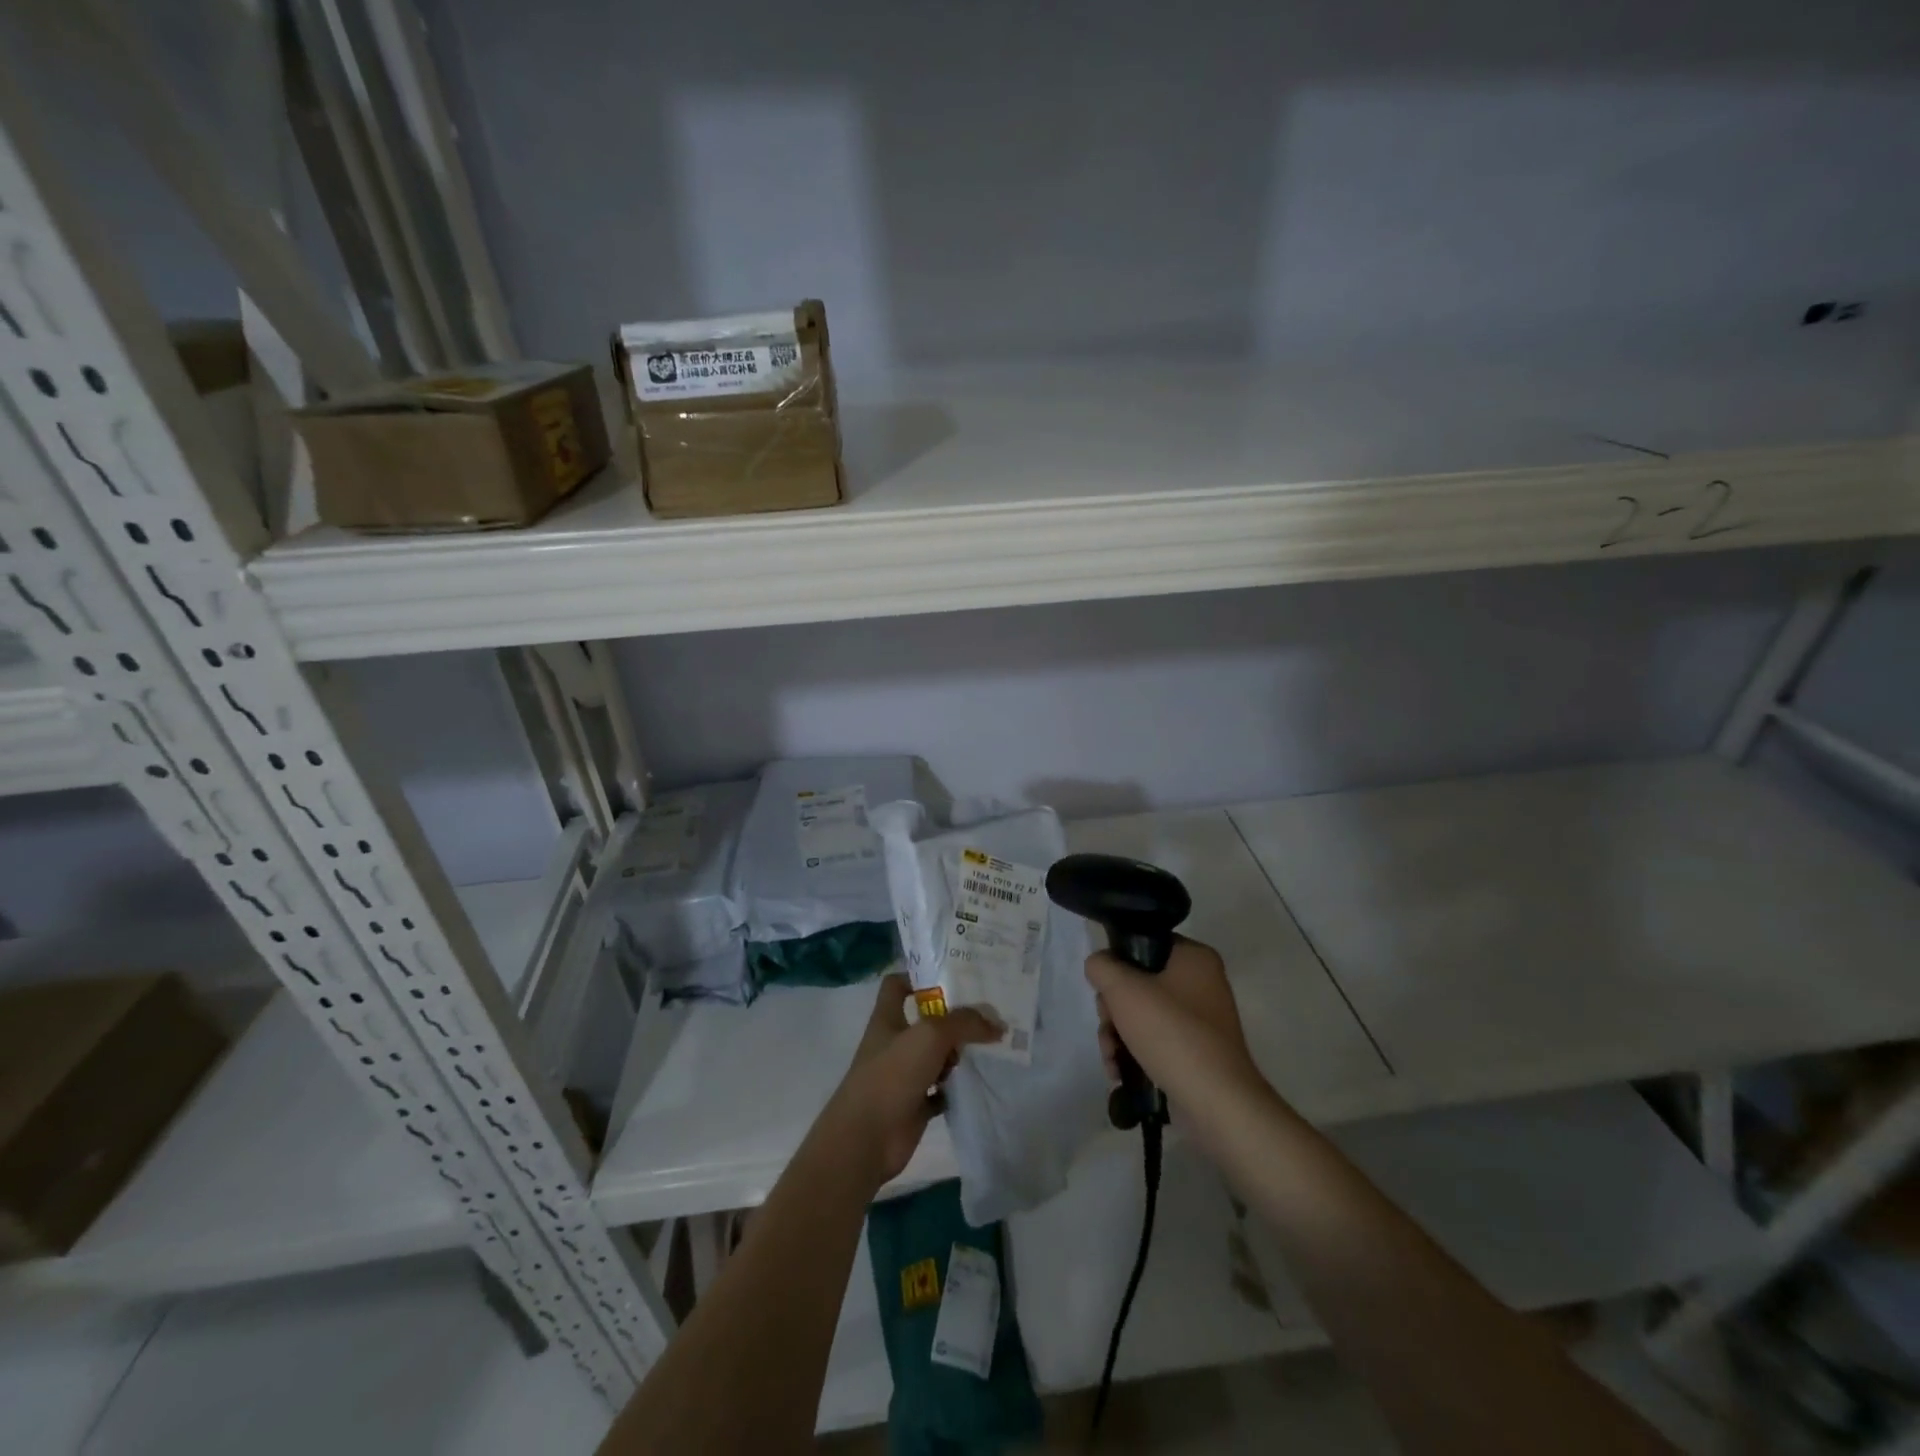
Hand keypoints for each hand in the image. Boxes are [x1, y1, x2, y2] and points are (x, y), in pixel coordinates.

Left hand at [818, 973, 1001, 1187]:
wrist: (867, 1139)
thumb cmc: (891, 1075)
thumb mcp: (930, 1035)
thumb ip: (964, 1023)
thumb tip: (997, 1024)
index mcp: (887, 1018)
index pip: (897, 985)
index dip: (919, 976)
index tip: (951, 976)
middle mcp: (894, 1043)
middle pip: (926, 1021)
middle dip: (954, 1017)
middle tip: (988, 1011)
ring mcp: (904, 1075)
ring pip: (937, 1056)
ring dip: (959, 1053)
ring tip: (993, 1044)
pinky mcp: (915, 1104)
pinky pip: (942, 1090)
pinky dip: (958, 1087)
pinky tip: (981, 1080)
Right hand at [1085, 937, 1258, 1100]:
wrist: (1217, 1103)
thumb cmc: (1172, 1034)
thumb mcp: (1124, 990)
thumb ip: (1102, 967)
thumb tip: (1099, 966)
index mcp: (1194, 958)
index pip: (1145, 943)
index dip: (1118, 963)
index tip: (1106, 988)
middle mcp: (1202, 983)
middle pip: (1139, 983)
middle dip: (1113, 1009)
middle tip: (1108, 1026)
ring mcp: (1200, 1021)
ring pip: (1143, 1015)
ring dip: (1117, 1035)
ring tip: (1111, 1058)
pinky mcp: (1196, 1052)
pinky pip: (1155, 1041)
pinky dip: (1134, 1053)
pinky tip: (1120, 1072)